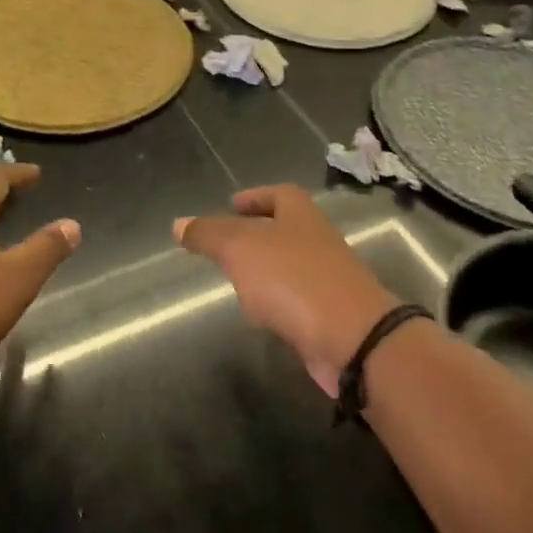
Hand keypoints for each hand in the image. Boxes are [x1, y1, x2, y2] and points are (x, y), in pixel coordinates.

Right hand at [177, 185, 398, 396]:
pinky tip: (262, 316)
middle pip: (285, 228)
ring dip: (266, 271)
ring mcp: (327, 277)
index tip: (232, 204)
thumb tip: (179, 223)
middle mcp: (317, 238)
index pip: (278, 193)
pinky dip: (278, 302)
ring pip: (290, 265)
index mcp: (300, 213)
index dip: (255, 196)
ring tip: (236, 281)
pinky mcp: (330, 313)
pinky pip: (297, 299)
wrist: (353, 339)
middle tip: (226, 245)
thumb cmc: (293, 278)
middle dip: (257, 234)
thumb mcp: (240, 248)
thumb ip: (209, 234)